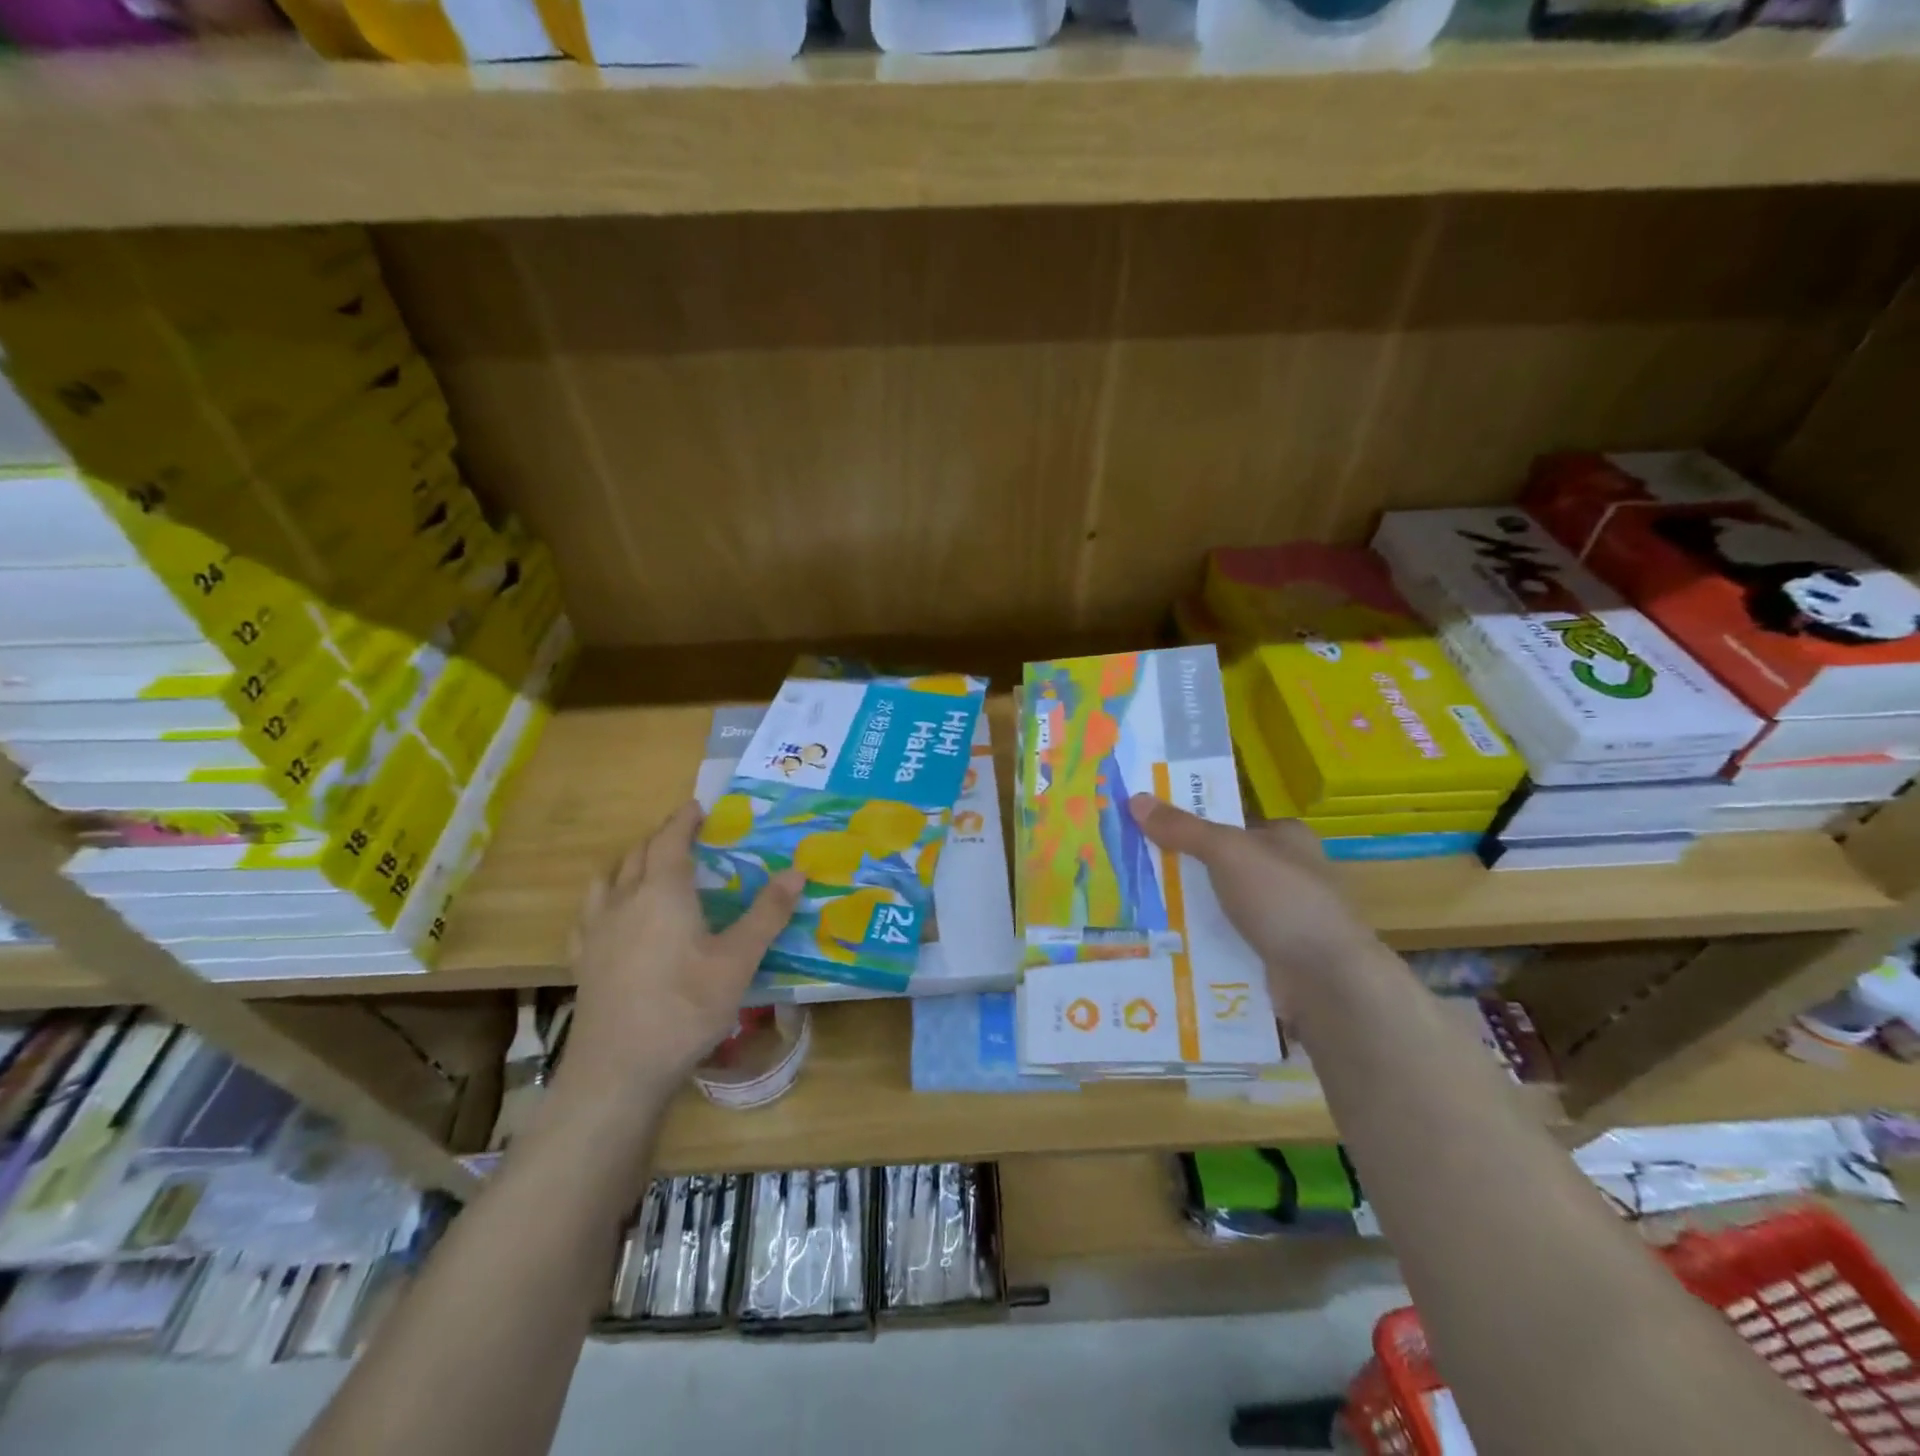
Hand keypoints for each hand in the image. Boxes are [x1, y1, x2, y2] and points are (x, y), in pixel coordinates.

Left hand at [557, 802, 803, 1113]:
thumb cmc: (686, 1007)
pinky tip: (612, 917)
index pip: (670, 840)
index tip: (697, 807)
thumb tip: (798, 870)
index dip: (683, 820)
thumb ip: (768, 913)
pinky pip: (589, 913)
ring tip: (647, 868)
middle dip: (660, 838)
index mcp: (662, 892)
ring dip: (628, 863)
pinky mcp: (583, 960)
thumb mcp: (739, 960)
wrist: (620, 1069)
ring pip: (607, 878)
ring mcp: (596, 931)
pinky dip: (605, 899)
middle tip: (684, 837)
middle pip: (637, 854)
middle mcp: (623, 900)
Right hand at [1128, 793, 1378, 999]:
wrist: (1326, 980)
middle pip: (1220, 863)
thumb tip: (1135, 799)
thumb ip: (1183, 829)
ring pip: (1219, 904)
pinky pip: (1224, 939)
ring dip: (1186, 907)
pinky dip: (1199, 940)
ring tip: (1134, 904)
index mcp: (1286, 838)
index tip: (1147, 826)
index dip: (1191, 821)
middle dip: (1181, 867)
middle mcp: (1286, 873)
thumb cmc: (1283, 900)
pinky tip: (1163, 940)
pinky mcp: (1271, 955)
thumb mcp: (1228, 852)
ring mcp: (1280, 917)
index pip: (1230, 821)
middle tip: (1131, 866)